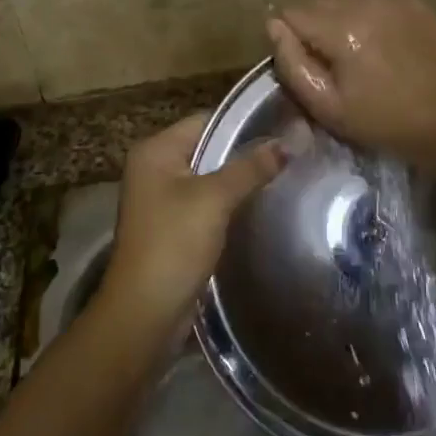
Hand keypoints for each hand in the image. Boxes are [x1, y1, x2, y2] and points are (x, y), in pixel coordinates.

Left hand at [101, 112, 284, 327]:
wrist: (145, 314)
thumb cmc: (174, 244)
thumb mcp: (215, 199)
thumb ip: (251, 167)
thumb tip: (289, 140)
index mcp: (155, 150)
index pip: (206, 120)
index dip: (243, 123)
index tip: (284, 126)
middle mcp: (154, 168)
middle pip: (208, 148)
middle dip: (245, 152)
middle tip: (290, 152)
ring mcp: (161, 200)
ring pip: (210, 177)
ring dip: (240, 179)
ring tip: (284, 175)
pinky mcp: (172, 227)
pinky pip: (207, 203)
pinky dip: (230, 203)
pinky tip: (261, 205)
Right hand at [267, 0, 435, 165]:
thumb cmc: (384, 121)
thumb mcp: (328, 106)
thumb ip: (293, 64)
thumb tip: (273, 26)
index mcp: (341, 27)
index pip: (293, 13)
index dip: (292, 39)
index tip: (307, 65)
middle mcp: (366, 2)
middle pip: (321, 3)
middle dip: (317, 27)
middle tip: (332, 64)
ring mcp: (394, 0)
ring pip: (350, 1)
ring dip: (344, 21)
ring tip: (360, 55)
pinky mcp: (416, 5)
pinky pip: (378, 4)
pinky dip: (372, 20)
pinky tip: (386, 48)